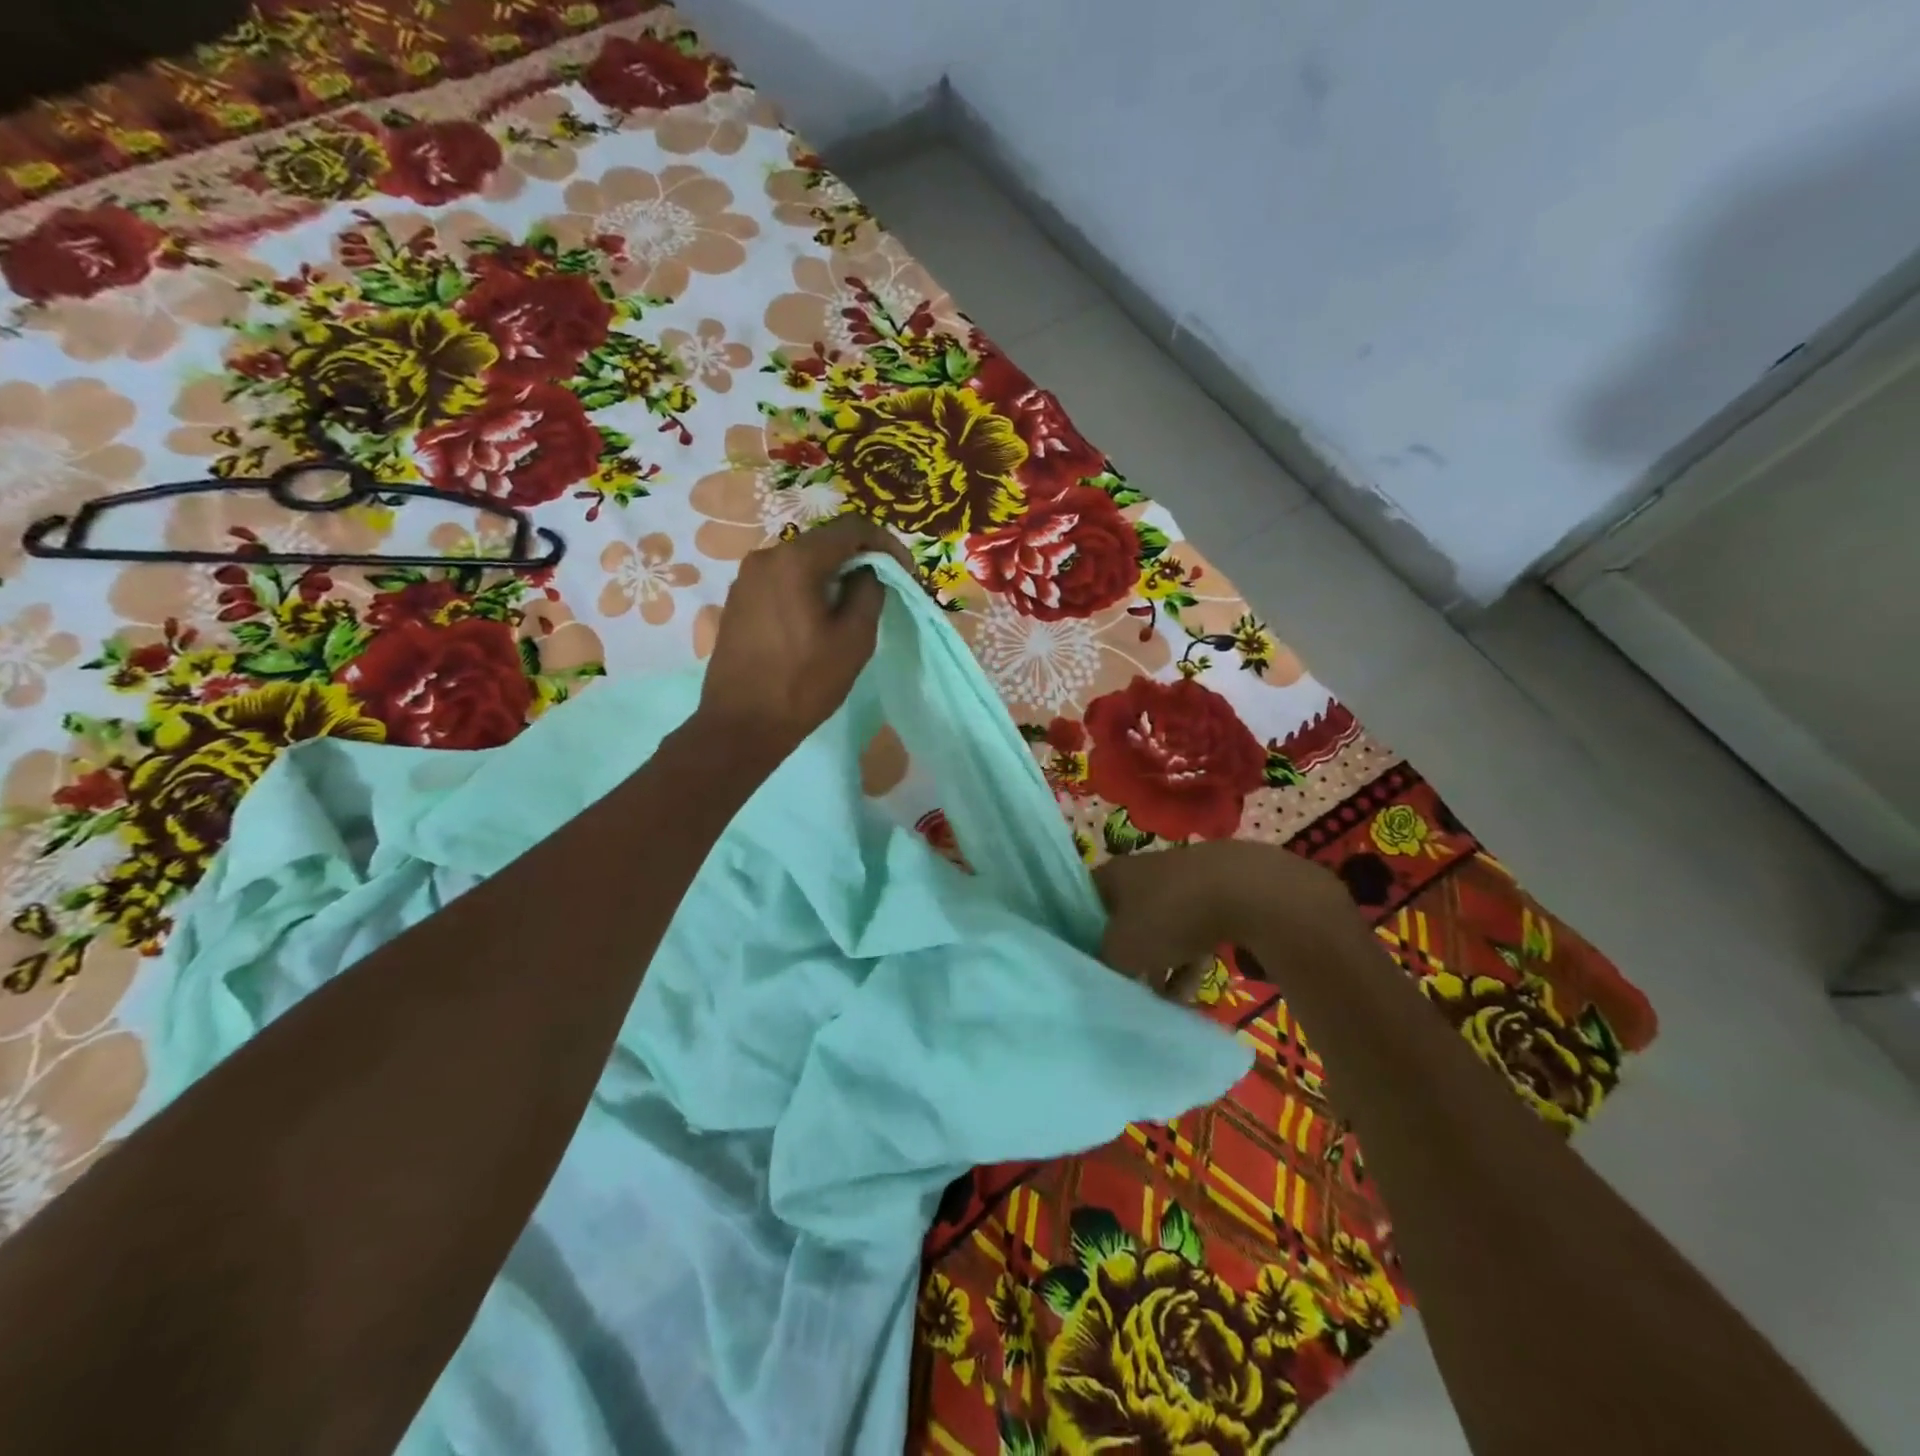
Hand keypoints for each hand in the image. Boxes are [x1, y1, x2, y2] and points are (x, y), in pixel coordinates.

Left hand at [696, 514, 914, 763]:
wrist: (742, 724)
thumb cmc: (804, 683)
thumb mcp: (854, 640)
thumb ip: (869, 593)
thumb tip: (867, 573)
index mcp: (796, 560)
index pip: (852, 528)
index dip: (886, 544)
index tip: (906, 572)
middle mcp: (766, 556)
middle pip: (825, 543)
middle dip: (859, 560)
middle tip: (884, 589)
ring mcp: (747, 578)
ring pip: (803, 562)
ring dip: (833, 576)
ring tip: (853, 607)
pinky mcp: (739, 600)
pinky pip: (783, 581)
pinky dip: (808, 589)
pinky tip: (819, 619)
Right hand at [1094, 840, 1369, 999]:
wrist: (1245, 891)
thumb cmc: (1169, 915)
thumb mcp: (1122, 949)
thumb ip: (1103, 962)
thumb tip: (1099, 974)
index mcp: (1112, 875)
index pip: (1084, 903)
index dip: (1080, 934)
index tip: (1084, 966)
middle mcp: (1141, 873)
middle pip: (1123, 920)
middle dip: (1126, 958)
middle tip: (1126, 989)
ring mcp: (1181, 882)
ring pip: (1160, 930)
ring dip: (1160, 966)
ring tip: (1166, 1002)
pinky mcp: (1215, 895)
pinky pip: (1192, 933)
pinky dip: (1189, 960)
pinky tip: (1194, 992)